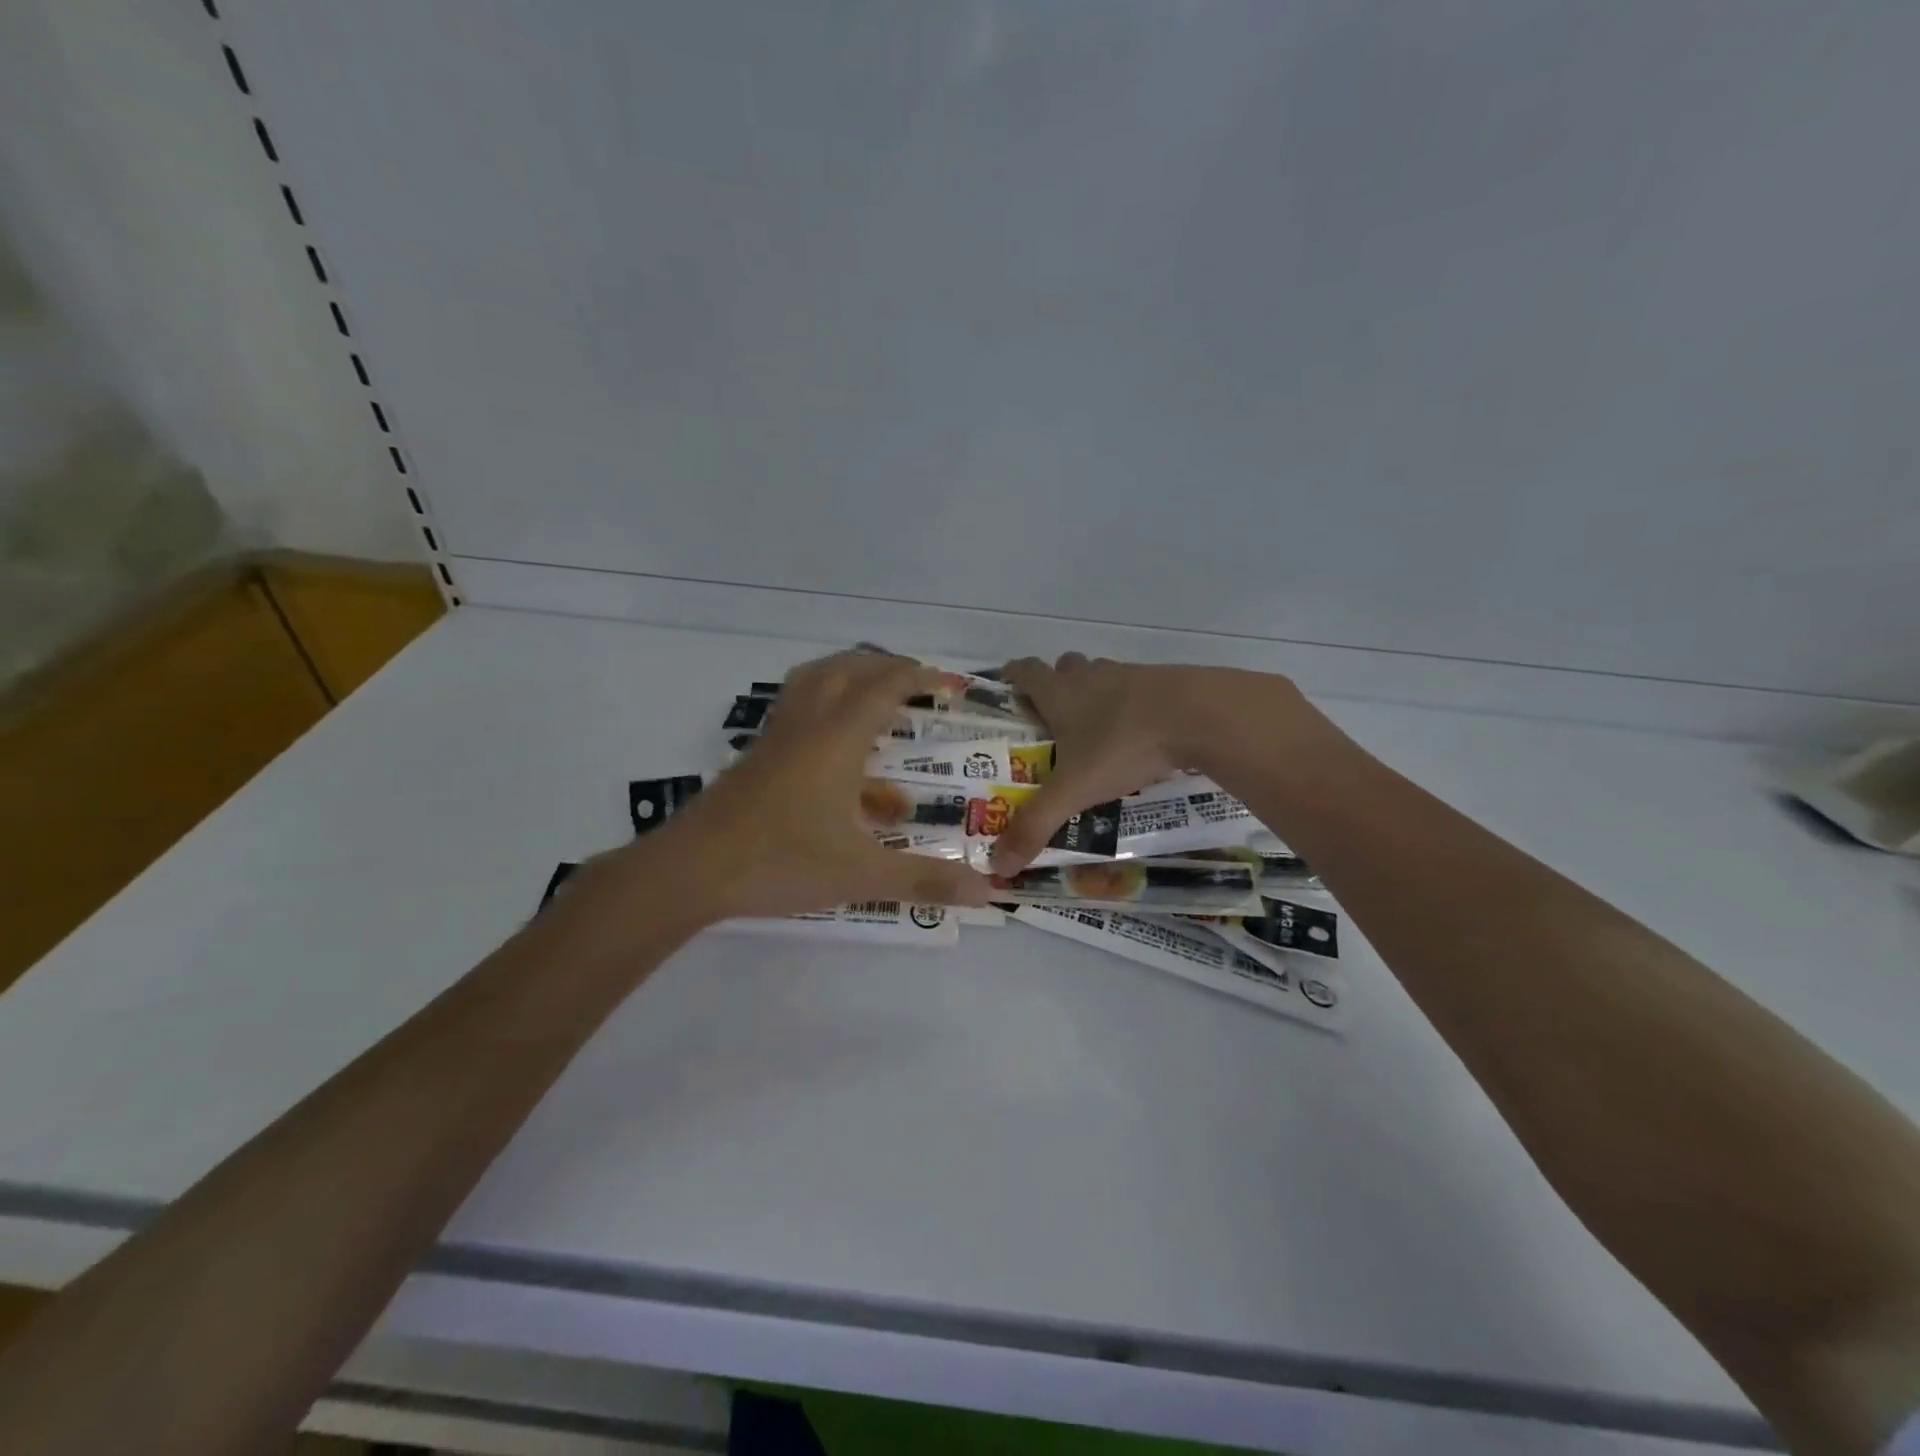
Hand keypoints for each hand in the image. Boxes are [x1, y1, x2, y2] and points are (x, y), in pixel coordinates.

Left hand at [646, 652, 994, 920]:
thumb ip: (924, 879)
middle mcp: (807, 725)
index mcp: (837, 739)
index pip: (884, 687)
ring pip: (812, 681)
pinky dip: (822, 708)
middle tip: (916, 682)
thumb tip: (987, 892)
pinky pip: (794, 711)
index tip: (949, 685)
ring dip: (847, 676)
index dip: (920, 678)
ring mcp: (776, 738)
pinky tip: (836, 752)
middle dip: (885, 667)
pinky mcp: (756, 757)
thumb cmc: (781, 861)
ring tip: (874, 693)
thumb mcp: (861, 874)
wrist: (692, 870)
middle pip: (847, 669)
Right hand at [990, 653, 1306, 873]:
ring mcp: (1131, 675)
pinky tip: (1141, 735)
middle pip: (1065, 667)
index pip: (1025, 671)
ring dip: (1095, 693)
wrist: (1200, 715)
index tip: (1007, 692)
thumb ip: (1037, 825)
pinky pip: (1140, 689)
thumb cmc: (1123, 744)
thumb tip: (998, 865)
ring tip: (1097, 731)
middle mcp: (1091, 676)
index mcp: (1060, 693)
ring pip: (1103, 675)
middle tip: (1053, 721)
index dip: (1012, 677)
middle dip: (1056, 686)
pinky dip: (1133, 705)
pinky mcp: (1166, 682)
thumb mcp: (1075, 790)